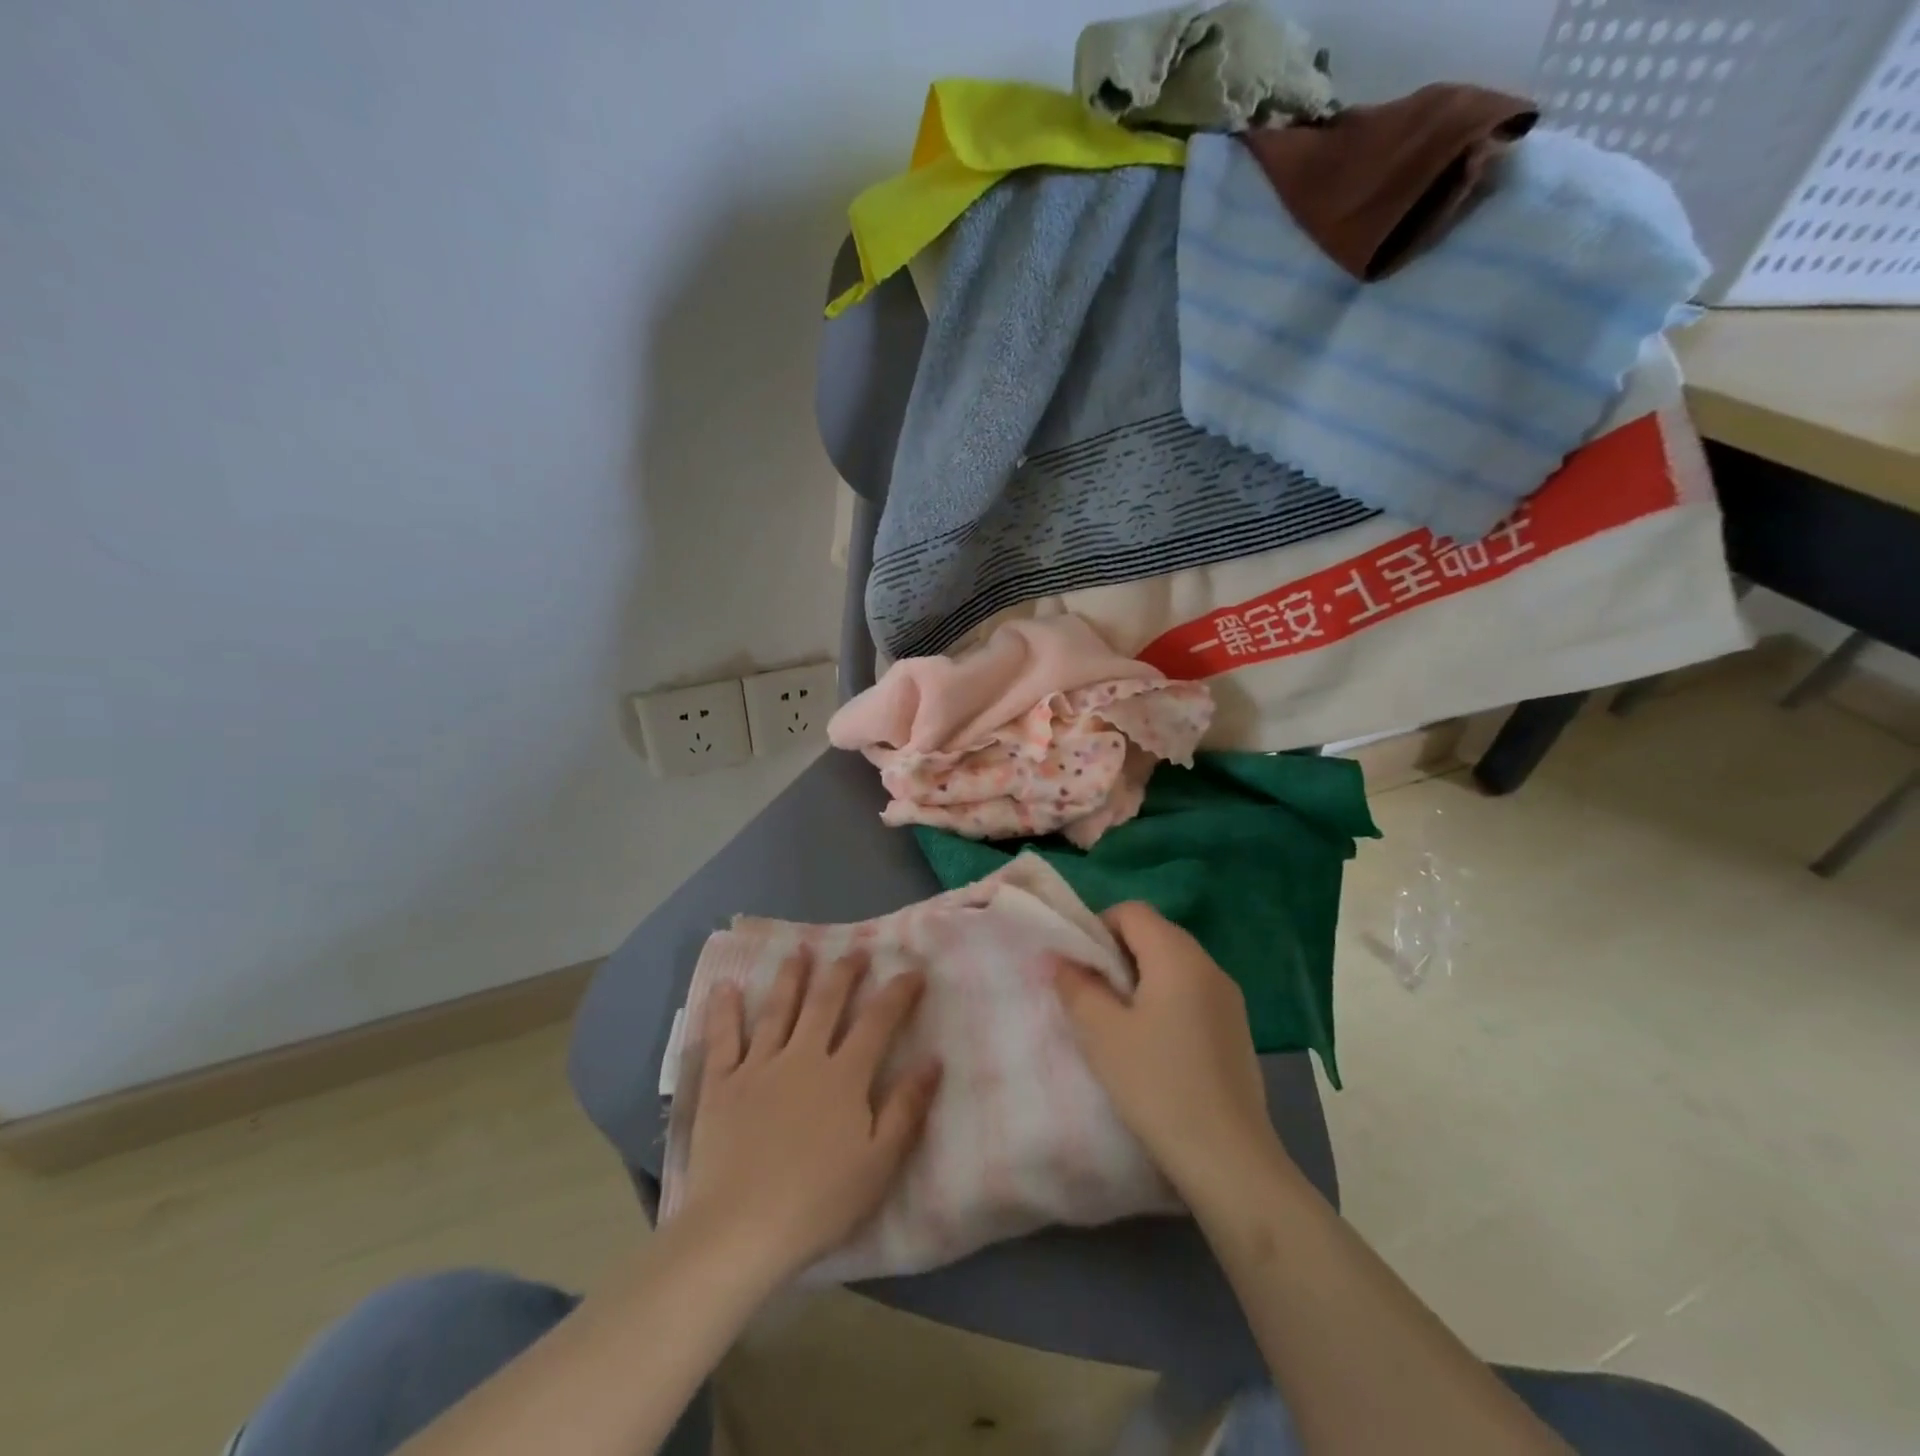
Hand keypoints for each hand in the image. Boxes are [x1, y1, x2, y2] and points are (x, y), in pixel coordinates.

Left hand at [677, 949, 942, 1282]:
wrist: (741, 1230)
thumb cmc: (819, 1201)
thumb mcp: (879, 1162)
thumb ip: (907, 1108)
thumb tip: (934, 1060)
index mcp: (844, 1075)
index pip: (878, 1021)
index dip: (898, 992)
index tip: (913, 970)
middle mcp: (803, 1057)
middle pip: (826, 1002)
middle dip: (844, 972)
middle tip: (855, 951)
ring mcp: (758, 1066)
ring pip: (778, 1009)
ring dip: (791, 977)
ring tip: (800, 950)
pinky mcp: (722, 1084)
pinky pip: (723, 1038)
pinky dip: (724, 1011)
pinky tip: (726, 986)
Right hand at [1052, 902, 1279, 1197]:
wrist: (1228, 1158)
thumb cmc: (1157, 1084)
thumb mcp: (1102, 1033)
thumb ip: (1077, 985)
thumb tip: (1061, 959)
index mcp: (1177, 955)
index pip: (1132, 912)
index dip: (1098, 928)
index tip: (1080, 968)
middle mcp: (1208, 965)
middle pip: (1154, 934)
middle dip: (1117, 954)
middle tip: (1093, 996)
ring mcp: (1228, 997)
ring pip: (1173, 964)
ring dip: (1140, 979)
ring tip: (1119, 1023)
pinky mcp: (1236, 1027)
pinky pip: (1192, 992)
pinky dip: (1166, 1000)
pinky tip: (1154, 1046)